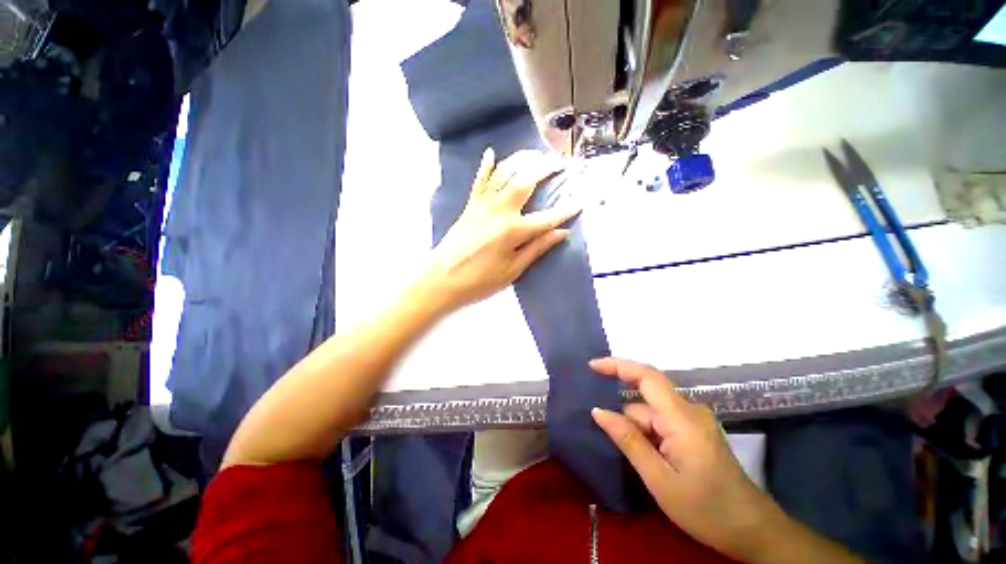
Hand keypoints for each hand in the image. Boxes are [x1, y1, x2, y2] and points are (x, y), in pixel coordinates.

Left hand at [425, 148, 579, 311]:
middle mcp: (499, 211)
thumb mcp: (512, 271)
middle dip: (544, 169)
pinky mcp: (469, 206)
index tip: (580, 203)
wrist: (441, 280)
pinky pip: (479, 181)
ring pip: (503, 175)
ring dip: (521, 161)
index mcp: (512, 231)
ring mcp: (482, 205)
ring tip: (534, 154)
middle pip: (525, 183)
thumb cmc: (479, 281)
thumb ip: (537, 249)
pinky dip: (485, 166)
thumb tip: (561, 233)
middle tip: (558, 163)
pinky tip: (491, 153)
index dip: (565, 212)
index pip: (546, 219)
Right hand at [590, 358, 826, 562]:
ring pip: (652, 414)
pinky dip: (648, 434)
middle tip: (607, 439)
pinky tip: (647, 457)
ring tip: (637, 462)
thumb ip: (628, 440)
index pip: (647, 376)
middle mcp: (689, 411)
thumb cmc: (707, 510)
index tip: (592, 365)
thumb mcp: (659, 480)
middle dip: (626, 418)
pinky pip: (662, 422)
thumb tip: (598, 411)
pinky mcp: (696, 431)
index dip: (618, 365)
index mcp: (682, 418)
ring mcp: (694, 421)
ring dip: (638, 431)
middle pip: (645, 400)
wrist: (753, 531)